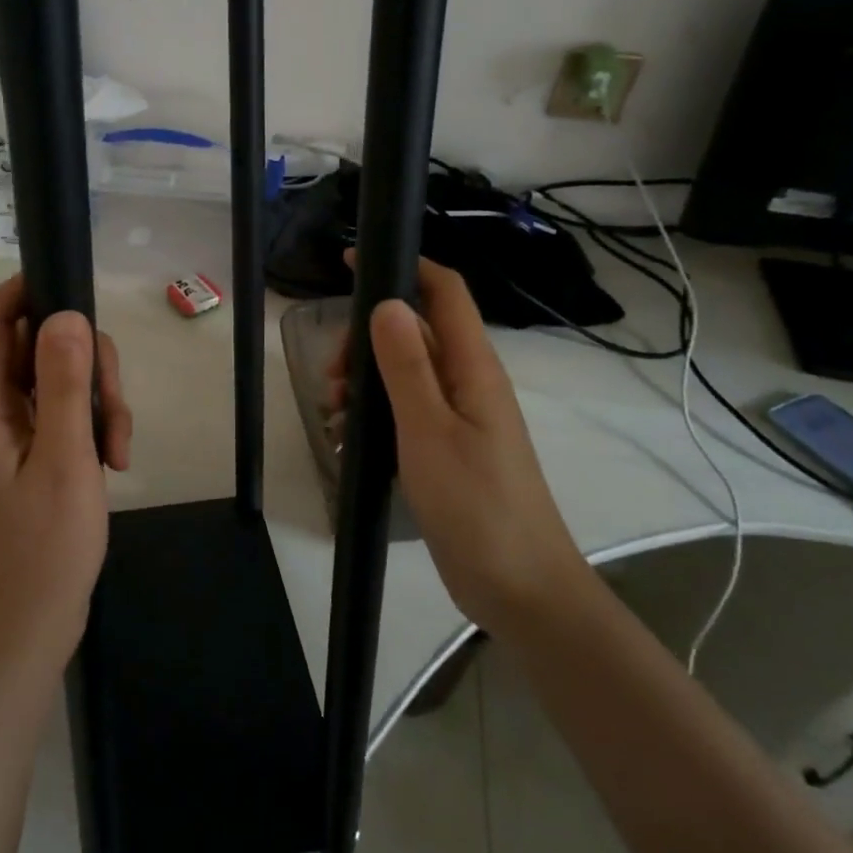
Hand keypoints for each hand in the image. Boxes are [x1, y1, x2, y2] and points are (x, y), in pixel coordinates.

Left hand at [0, 275, 132, 679]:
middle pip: (33, 346)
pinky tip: (113, 463)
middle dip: (84, 362)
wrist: (22, 637)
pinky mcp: (25, 459)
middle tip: (116, 407)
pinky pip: (58, 417)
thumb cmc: (41, 552)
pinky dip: (89, 427)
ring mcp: (6, 437)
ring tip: (119, 449)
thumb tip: (65, 314)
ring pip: (54, 381)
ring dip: (95, 400)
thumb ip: (64, 385)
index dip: (27, 291)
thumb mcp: (64, 462)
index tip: (80, 296)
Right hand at [333, 258, 585, 629]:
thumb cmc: (476, 504)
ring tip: (334, 417)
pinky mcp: (448, 449)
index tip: (351, 263)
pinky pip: (405, 413)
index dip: (404, 266)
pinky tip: (347, 446)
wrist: (519, 588)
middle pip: (414, 332)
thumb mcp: (430, 430)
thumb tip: (387, 303)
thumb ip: (407, 365)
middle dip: (366, 341)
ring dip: (364, 384)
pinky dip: (374, 418)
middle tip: (333, 378)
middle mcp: (468, 383)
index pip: (444, 292)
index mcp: (473, 367)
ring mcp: (459, 418)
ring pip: (405, 375)